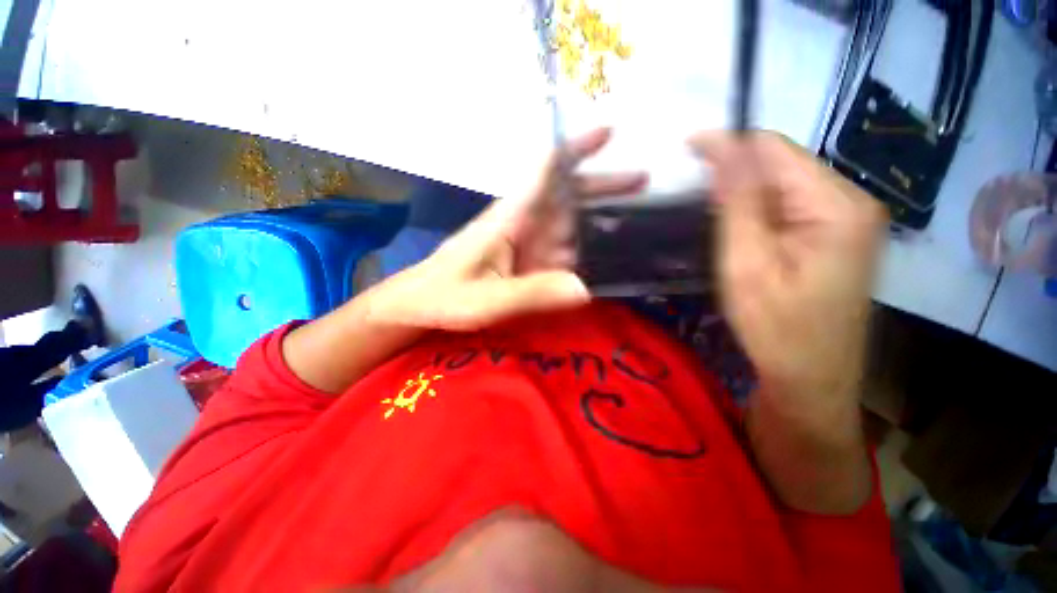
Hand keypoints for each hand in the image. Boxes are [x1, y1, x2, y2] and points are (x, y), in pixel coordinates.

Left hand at [368, 128, 646, 330]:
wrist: (419, 305)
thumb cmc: (445, 296)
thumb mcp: (488, 299)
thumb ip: (533, 293)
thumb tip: (585, 288)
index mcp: (509, 218)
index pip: (545, 171)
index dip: (575, 149)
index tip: (610, 132)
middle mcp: (520, 224)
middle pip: (565, 196)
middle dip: (602, 185)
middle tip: (643, 182)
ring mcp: (524, 244)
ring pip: (566, 223)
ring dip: (597, 219)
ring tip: (637, 222)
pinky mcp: (523, 262)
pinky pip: (558, 250)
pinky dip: (581, 249)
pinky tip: (601, 257)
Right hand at [690, 131, 885, 512]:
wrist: (811, 379)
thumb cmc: (776, 328)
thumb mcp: (747, 264)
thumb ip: (738, 203)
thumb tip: (724, 150)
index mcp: (836, 206)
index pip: (775, 150)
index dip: (729, 144)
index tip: (687, 146)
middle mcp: (852, 202)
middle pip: (782, 166)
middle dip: (736, 172)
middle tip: (693, 189)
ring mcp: (848, 220)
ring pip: (783, 187)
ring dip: (744, 194)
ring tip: (709, 211)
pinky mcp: (837, 237)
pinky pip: (790, 207)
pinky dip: (758, 210)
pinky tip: (737, 229)